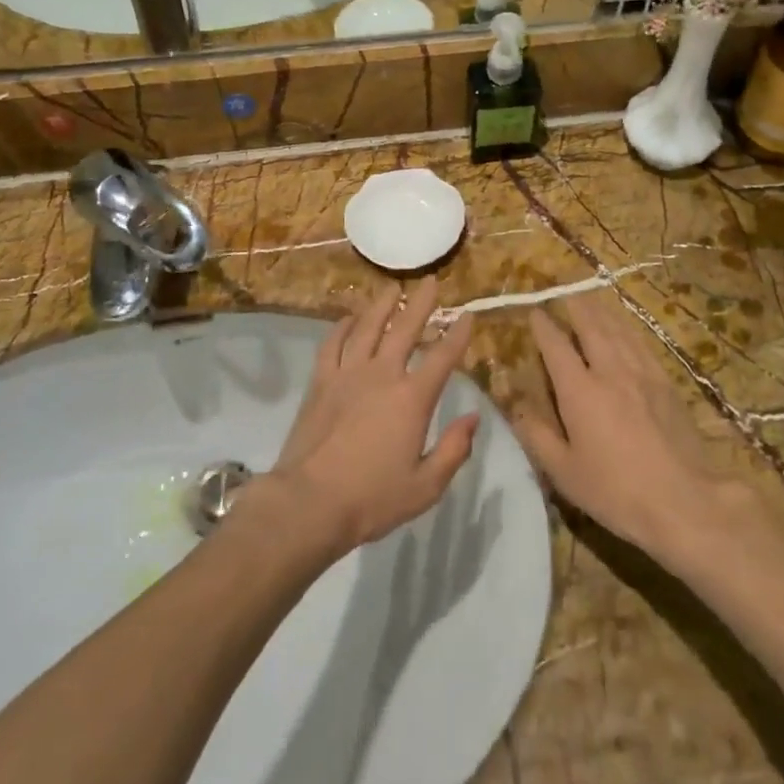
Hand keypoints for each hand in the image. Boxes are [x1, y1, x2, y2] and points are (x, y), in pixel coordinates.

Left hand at [267, 278, 477, 554]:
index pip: (443, 357)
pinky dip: (341, 327)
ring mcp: (348, 375)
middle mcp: (382, 375)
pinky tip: (348, 318)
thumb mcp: (426, 485)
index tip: (468, 316)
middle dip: (421, 303)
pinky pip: (332, 345)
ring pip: (367, 328)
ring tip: (392, 288)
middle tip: (431, 281)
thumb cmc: (372, 499)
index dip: (458, 335)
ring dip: (382, 305)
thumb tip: (473, 417)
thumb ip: (454, 449)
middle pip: (405, 329)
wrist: (309, 502)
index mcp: (412, 398)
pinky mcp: (320, 382)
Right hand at [514, 293, 729, 558]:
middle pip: (591, 327)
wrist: (683, 500)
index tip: (534, 312)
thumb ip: (536, 435)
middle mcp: (610, 371)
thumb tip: (515, 406)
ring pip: (618, 330)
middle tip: (564, 292)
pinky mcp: (666, 383)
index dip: (543, 326)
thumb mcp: (564, 472)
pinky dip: (628, 329)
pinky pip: (642, 344)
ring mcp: (642, 374)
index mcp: (580, 390)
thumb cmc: (615, 491)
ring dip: (602, 311)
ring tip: (591, 299)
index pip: (556, 346)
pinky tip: (626, 329)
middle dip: (575, 306)